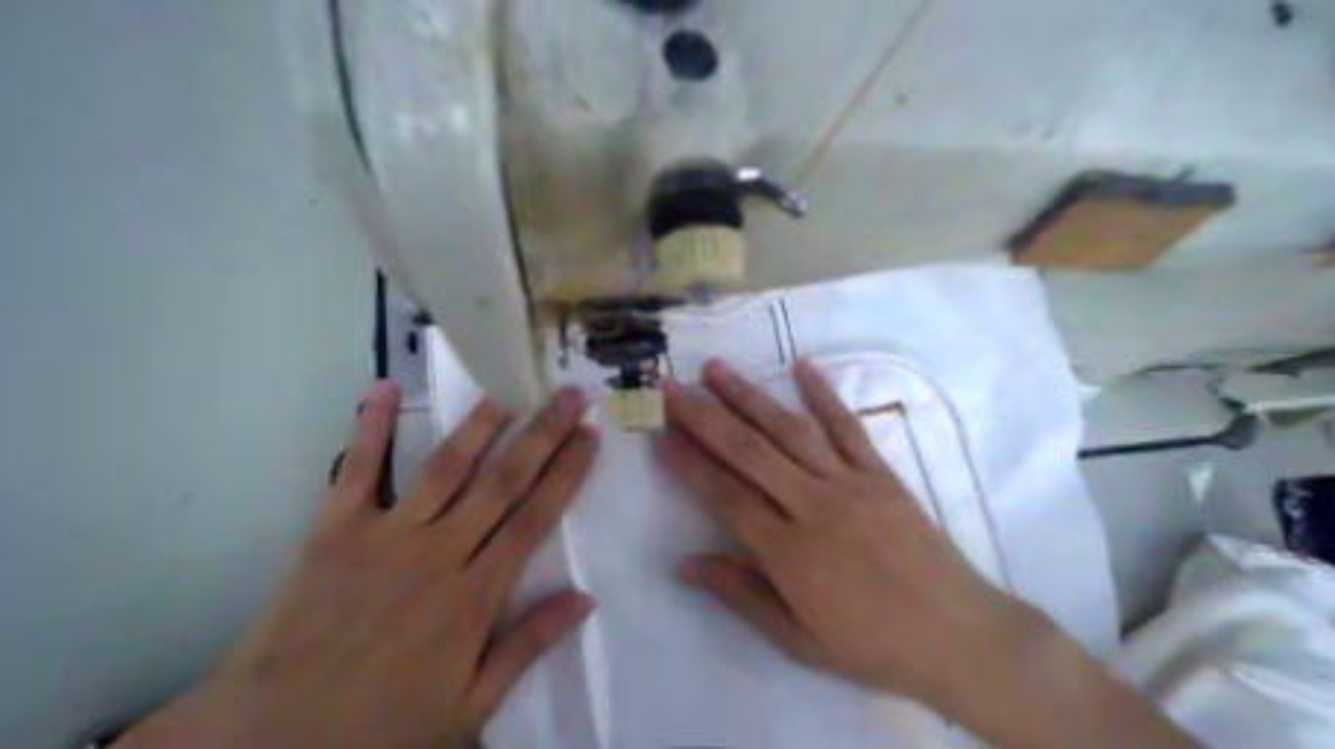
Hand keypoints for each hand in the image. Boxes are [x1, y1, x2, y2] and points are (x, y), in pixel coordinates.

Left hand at [120, 382, 599, 747]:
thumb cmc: (381, 724)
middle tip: (570, 395)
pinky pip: (358, 471)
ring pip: (446, 468)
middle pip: (503, 482)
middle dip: (543, 435)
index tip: (589, 436)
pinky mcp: (334, 530)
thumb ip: (527, 646)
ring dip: (481, 424)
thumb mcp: (469, 706)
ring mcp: (385, 536)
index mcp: (475, 596)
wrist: (269, 738)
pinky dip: (370, 428)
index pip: (535, 518)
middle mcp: (439, 553)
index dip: (566, 473)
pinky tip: (383, 388)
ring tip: (509, 387)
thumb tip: (585, 598)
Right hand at [661, 357, 1204, 747]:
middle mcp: (814, 507)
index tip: (660, 434)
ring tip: (714, 368)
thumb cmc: (872, 646)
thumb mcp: (798, 639)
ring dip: (749, 396)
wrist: (959, 637)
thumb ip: (741, 594)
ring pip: (789, 430)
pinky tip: (801, 365)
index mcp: (789, 554)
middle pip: (748, 452)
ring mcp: (851, 484)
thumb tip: (684, 565)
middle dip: (704, 417)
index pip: (725, 496)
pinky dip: (823, 394)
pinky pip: (848, 426)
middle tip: (671, 388)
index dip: (688, 464)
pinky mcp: (881, 474)